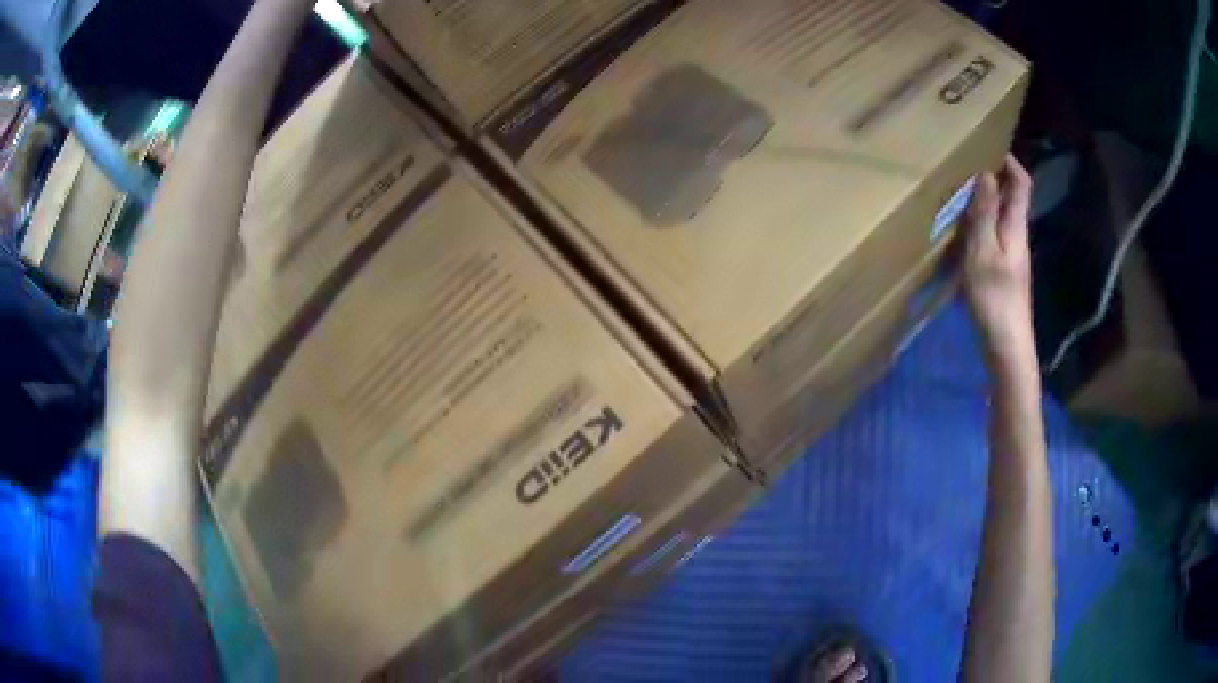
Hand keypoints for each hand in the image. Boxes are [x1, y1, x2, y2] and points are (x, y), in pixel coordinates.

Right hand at [963, 154, 1035, 368]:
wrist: (1007, 347)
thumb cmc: (995, 299)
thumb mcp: (984, 253)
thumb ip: (984, 214)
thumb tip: (986, 175)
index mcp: (1016, 227)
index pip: (1021, 185)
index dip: (1010, 163)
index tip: (990, 146)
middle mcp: (1016, 237)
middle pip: (1010, 199)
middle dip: (993, 179)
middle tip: (966, 167)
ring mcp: (1010, 257)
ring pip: (1000, 218)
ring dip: (983, 203)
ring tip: (958, 195)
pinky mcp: (1002, 273)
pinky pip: (992, 237)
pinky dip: (979, 226)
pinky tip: (961, 233)